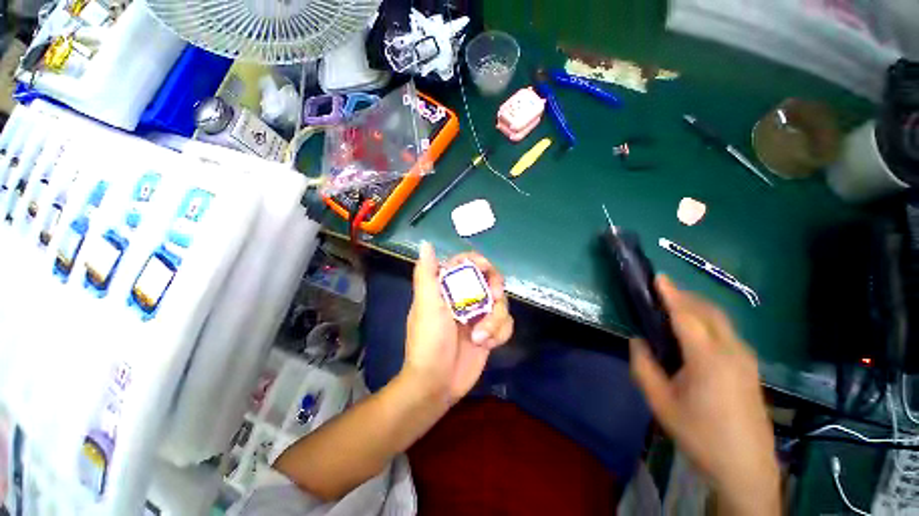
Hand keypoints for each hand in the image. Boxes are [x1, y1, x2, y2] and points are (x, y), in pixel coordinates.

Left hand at [401, 242, 513, 404]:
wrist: (437, 383)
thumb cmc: (429, 341)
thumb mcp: (426, 305)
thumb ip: (426, 274)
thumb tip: (426, 244)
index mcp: (448, 288)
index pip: (467, 264)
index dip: (478, 261)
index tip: (484, 268)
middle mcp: (465, 298)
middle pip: (490, 280)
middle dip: (494, 289)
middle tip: (493, 298)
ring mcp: (478, 315)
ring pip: (501, 303)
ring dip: (495, 320)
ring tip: (481, 337)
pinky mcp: (489, 332)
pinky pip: (506, 324)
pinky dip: (500, 333)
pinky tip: (487, 344)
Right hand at [630, 276, 779, 514]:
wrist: (745, 467)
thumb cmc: (700, 434)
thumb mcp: (661, 403)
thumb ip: (643, 367)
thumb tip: (637, 341)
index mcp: (708, 359)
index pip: (686, 316)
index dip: (670, 294)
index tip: (658, 277)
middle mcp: (732, 351)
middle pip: (708, 312)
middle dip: (685, 297)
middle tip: (661, 293)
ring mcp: (746, 359)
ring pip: (721, 321)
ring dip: (698, 308)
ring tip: (675, 308)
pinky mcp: (751, 367)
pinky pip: (728, 333)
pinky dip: (709, 321)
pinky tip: (697, 333)